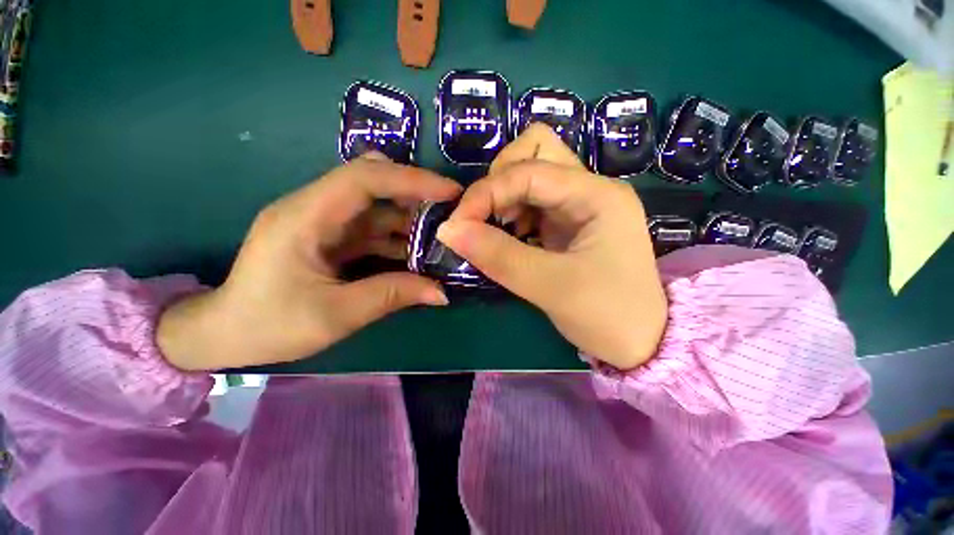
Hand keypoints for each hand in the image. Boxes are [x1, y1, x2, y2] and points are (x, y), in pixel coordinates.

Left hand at [158, 154, 461, 370]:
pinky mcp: (330, 237)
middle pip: (372, 183)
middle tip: (451, 213)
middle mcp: (314, 208)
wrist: (224, 334)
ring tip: (442, 237)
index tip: (450, 192)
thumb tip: (441, 292)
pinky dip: (398, 238)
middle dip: (415, 194)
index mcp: (305, 217)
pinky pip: (372, 229)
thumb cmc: (269, 326)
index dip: (411, 179)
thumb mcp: (336, 315)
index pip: (364, 178)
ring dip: (410, 220)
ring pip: (376, 207)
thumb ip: (392, 296)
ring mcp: (323, 222)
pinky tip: (418, 254)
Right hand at [437, 125, 666, 369]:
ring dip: (503, 198)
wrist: (640, 343)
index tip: (457, 225)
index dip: (487, 192)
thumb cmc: (607, 315)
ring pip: (530, 175)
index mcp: (597, 195)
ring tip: (499, 234)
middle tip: (485, 220)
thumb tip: (447, 230)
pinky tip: (510, 239)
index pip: (529, 170)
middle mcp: (589, 189)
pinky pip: (530, 202)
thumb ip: (498, 255)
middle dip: (499, 181)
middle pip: (534, 152)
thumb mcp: (550, 286)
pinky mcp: (567, 223)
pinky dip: (510, 215)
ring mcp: (578, 205)